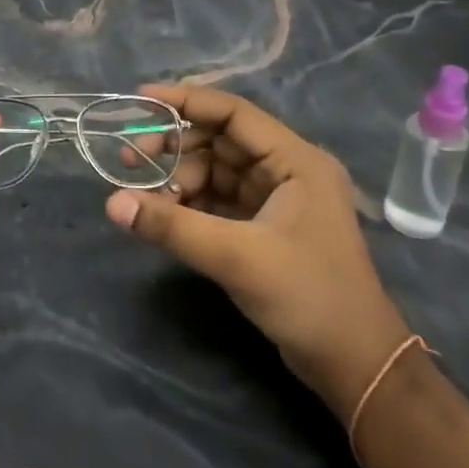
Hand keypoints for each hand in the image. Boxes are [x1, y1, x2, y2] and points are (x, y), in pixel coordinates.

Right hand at [104, 84, 410, 409]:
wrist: (356, 367)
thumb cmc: (308, 297)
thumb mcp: (236, 257)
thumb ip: (172, 227)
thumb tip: (112, 204)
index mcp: (295, 160)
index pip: (233, 112)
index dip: (186, 101)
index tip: (140, 100)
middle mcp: (287, 170)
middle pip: (220, 140)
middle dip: (175, 146)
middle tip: (131, 158)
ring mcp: (277, 199)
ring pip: (216, 171)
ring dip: (179, 178)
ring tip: (144, 195)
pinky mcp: (266, 227)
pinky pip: (219, 200)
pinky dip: (190, 203)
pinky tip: (162, 212)